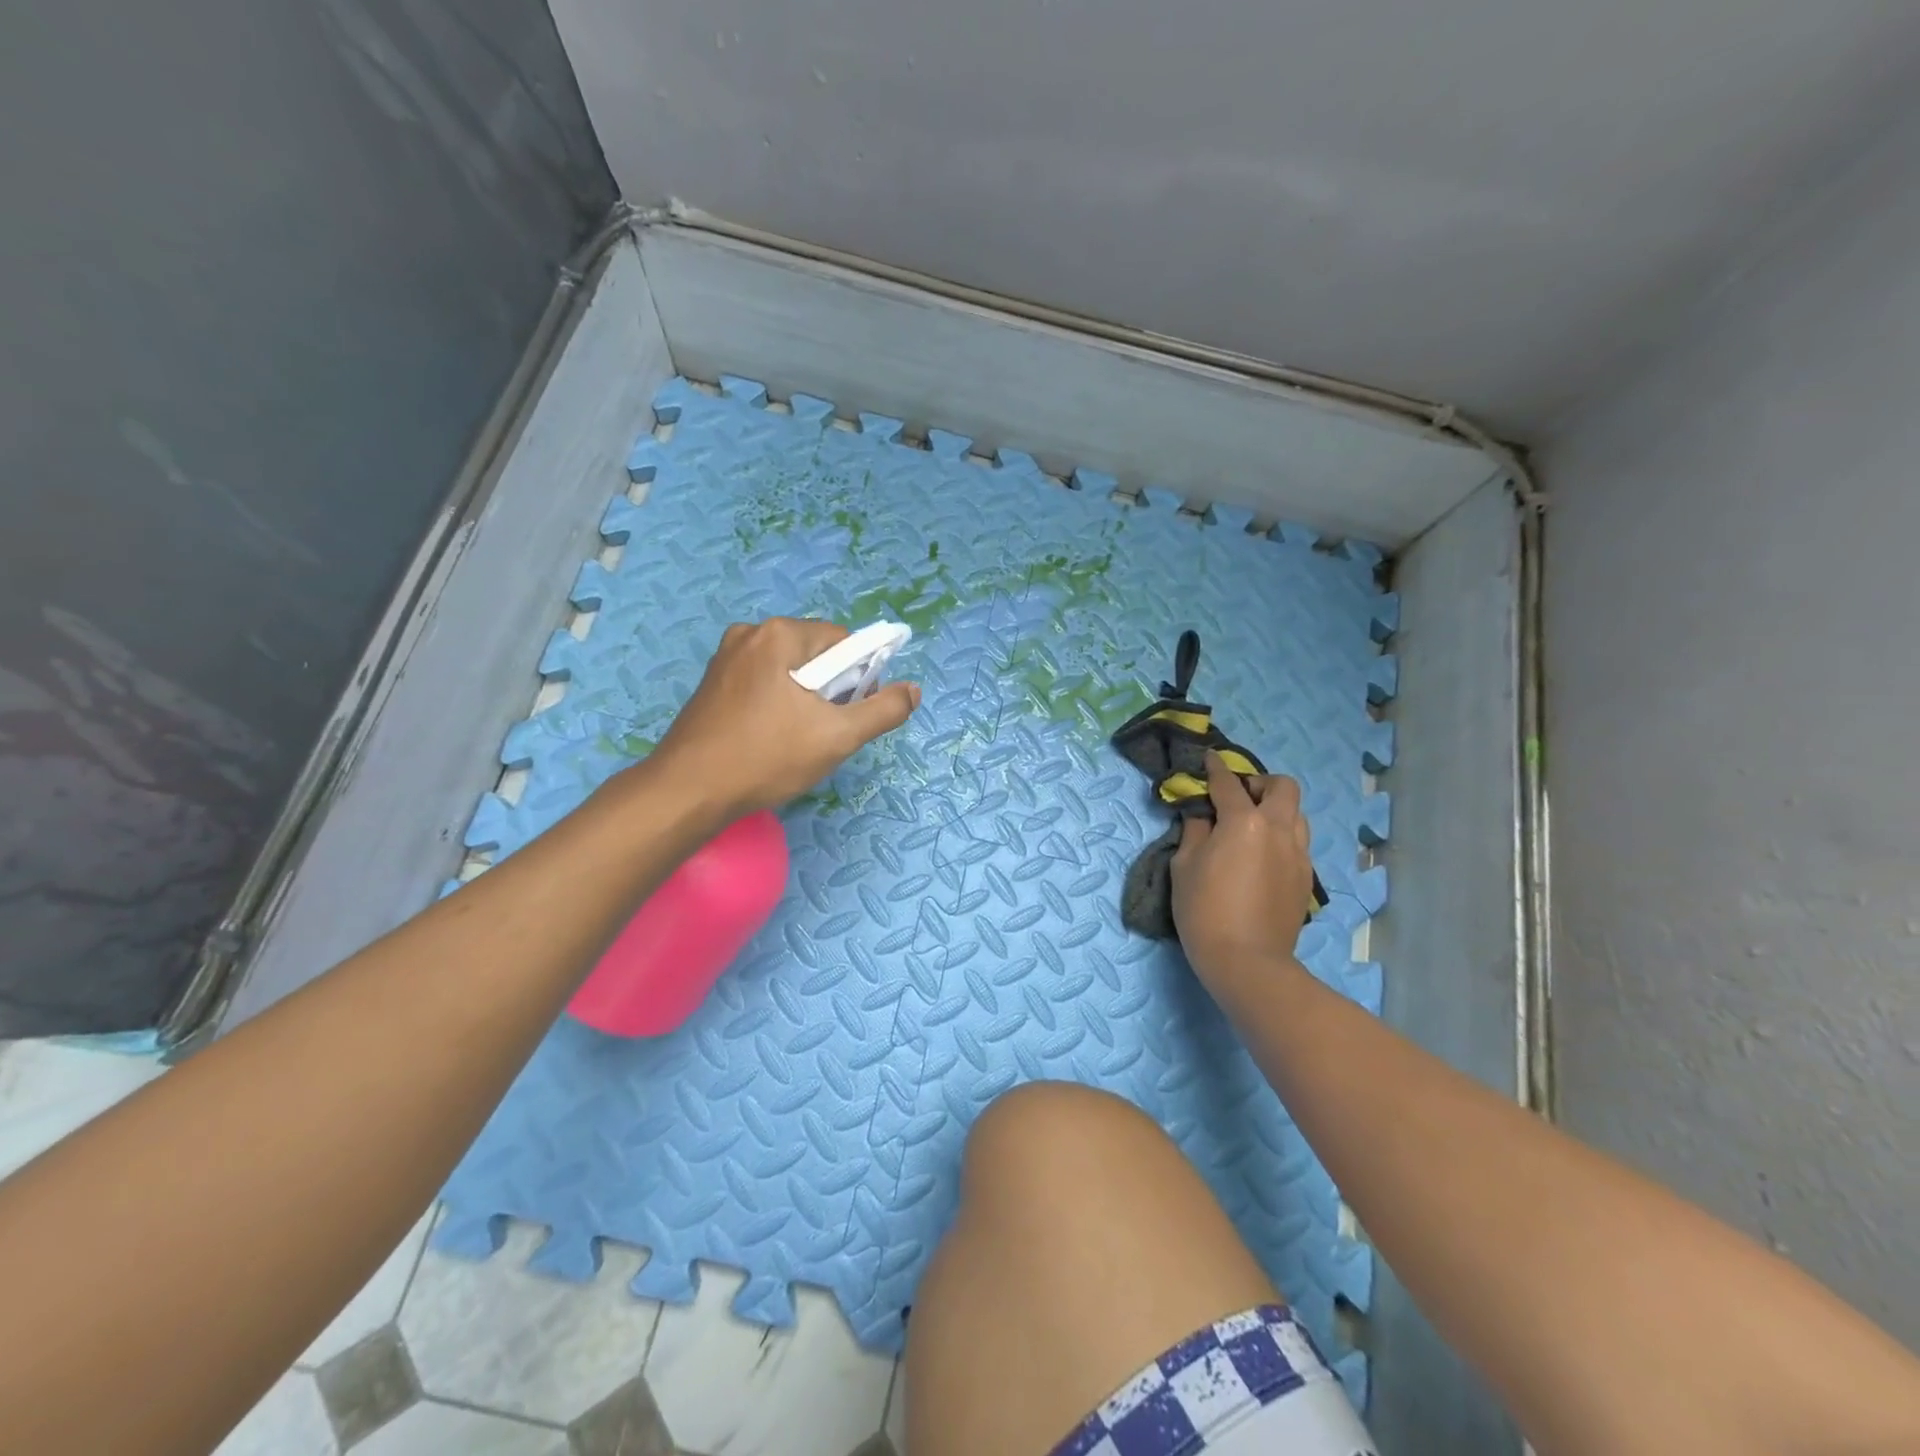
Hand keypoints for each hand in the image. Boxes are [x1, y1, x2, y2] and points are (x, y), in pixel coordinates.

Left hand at [647, 618, 919, 818]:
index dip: (859, 678)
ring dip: (805, 701)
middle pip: (816, 655)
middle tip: (824, 733)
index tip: (850, 715)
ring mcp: (725, 658)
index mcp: (779, 634)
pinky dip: (778, 706)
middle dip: (830, 691)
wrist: (688, 792)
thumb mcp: (837, 737)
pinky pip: (763, 684)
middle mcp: (750, 634)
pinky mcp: (712, 684)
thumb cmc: (766, 758)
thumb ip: (883, 710)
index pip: (843, 642)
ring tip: (797, 741)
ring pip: (790, 672)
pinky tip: (771, 740)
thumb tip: (914, 690)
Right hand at [1170, 751, 1316, 983]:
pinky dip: (1281, 836)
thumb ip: (1195, 832)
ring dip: (1276, 809)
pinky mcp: (1306, 877)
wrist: (1247, 961)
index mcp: (1245, 822)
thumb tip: (1202, 816)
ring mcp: (1298, 854)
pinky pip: (1298, 842)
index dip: (1216, 769)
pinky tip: (1262, 855)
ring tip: (1252, 825)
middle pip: (1283, 787)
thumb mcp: (1184, 866)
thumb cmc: (1204, 910)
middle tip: (1239, 796)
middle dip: (1261, 783)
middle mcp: (1278, 829)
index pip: (1229, 784)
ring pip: (1297, 814)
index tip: (1209, 760)